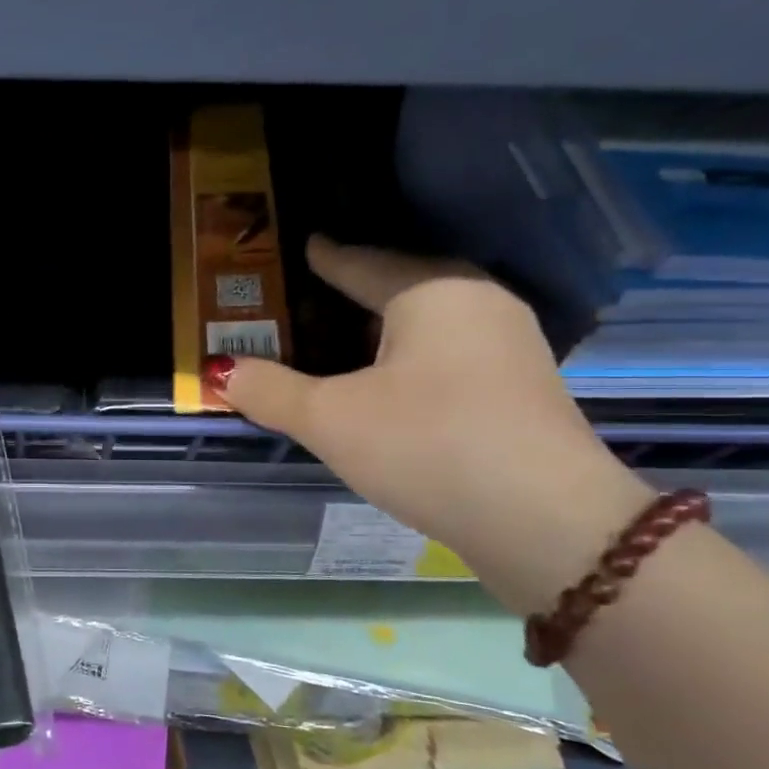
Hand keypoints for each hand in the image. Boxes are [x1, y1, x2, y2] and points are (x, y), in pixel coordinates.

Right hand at [214, 236, 651, 613]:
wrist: (547, 523)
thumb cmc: (427, 446)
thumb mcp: (331, 419)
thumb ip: (270, 391)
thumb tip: (221, 372)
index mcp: (432, 292)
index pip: (364, 263)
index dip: (328, 257)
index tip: (306, 245)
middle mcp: (479, 303)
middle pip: (406, 283)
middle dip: (361, 286)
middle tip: (318, 290)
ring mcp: (511, 346)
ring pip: (434, 319)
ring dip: (390, 325)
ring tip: (348, 336)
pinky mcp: (523, 388)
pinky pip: (453, 350)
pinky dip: (415, 354)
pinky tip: (396, 380)